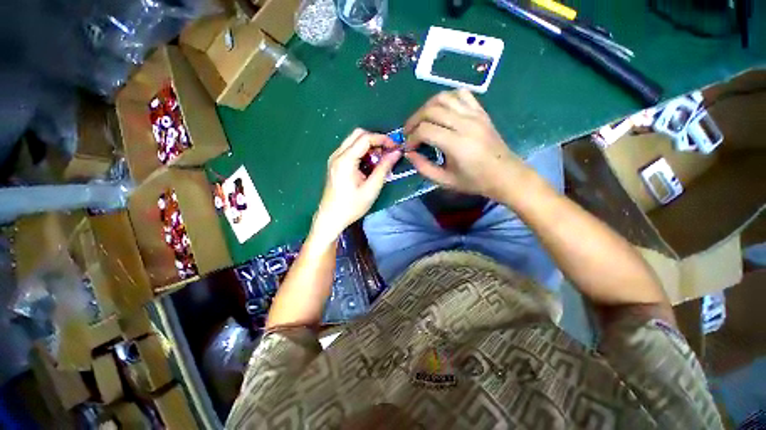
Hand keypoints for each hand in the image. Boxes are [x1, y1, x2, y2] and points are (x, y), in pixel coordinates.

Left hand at [312, 129, 400, 242]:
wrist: (331, 218)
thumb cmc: (351, 206)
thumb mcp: (371, 189)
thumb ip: (384, 168)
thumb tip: (396, 153)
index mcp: (345, 160)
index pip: (365, 138)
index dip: (383, 139)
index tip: (395, 147)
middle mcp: (337, 154)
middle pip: (358, 134)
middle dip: (375, 140)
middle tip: (387, 152)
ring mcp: (334, 159)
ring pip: (353, 141)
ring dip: (369, 145)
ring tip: (380, 159)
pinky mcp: (335, 164)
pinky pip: (349, 150)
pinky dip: (362, 152)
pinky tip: (369, 164)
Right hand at [403, 89, 530, 200]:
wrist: (505, 174)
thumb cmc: (474, 181)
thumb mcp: (445, 181)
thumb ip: (424, 168)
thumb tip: (409, 154)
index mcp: (457, 144)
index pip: (425, 130)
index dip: (412, 138)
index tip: (408, 147)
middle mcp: (465, 124)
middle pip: (431, 110)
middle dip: (414, 120)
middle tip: (408, 132)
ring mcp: (475, 114)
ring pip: (444, 97)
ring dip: (427, 107)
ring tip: (421, 120)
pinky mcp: (481, 111)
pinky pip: (460, 94)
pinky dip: (446, 99)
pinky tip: (441, 110)